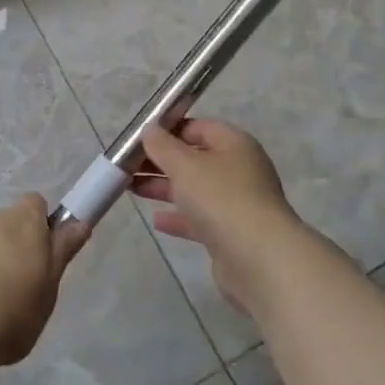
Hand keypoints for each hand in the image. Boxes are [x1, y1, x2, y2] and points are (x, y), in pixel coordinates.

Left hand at [0, 194, 88, 367]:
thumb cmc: (10, 312)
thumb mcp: (48, 290)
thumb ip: (61, 253)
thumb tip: (80, 223)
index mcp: (23, 223)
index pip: (35, 204)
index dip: (40, 224)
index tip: (41, 254)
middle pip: (4, 224)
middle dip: (9, 246)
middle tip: (13, 287)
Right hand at [134, 120, 305, 319]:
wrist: (258, 257)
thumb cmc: (221, 198)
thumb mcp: (185, 165)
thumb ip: (163, 146)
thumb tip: (150, 130)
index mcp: (235, 144)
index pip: (200, 127)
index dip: (170, 129)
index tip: (139, 138)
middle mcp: (239, 170)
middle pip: (195, 159)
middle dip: (162, 161)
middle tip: (127, 166)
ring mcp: (237, 203)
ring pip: (195, 190)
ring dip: (165, 188)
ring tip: (130, 188)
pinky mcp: (231, 234)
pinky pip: (200, 219)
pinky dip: (179, 217)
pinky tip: (157, 221)